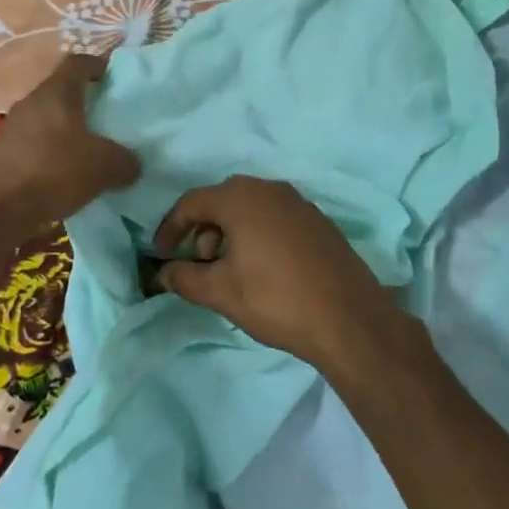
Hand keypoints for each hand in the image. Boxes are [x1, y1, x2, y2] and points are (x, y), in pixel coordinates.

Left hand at [0, 54, 139, 234]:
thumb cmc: (54, 172)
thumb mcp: (104, 167)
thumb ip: (125, 161)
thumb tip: (132, 164)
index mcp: (56, 93)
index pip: (78, 63)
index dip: (98, 65)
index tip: (114, 78)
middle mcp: (31, 102)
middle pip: (61, 91)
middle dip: (85, 102)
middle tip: (108, 117)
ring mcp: (13, 127)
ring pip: (47, 118)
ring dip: (67, 129)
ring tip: (89, 148)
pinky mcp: (3, 152)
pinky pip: (34, 142)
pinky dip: (52, 151)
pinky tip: (65, 172)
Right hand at [153, 175, 402, 372]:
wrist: (349, 319)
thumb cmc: (275, 299)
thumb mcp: (220, 292)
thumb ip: (183, 278)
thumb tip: (161, 272)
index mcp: (241, 198)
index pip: (191, 202)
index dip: (170, 227)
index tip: (160, 254)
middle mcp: (270, 189)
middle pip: (222, 201)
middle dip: (202, 230)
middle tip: (198, 263)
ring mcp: (299, 203)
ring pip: (250, 208)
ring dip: (230, 233)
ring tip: (230, 270)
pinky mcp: (318, 221)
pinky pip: (275, 218)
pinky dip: (257, 234)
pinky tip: (262, 268)